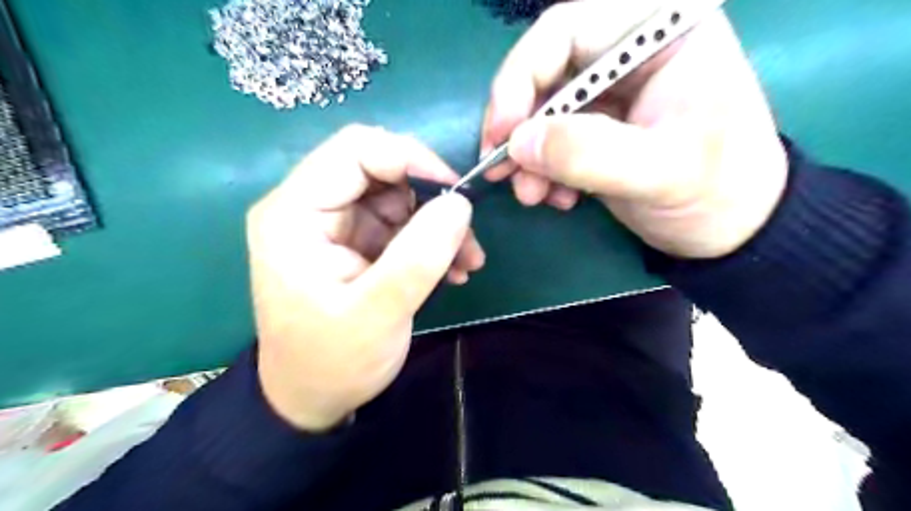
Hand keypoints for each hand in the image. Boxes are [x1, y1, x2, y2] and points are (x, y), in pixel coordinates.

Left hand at [243, 124, 482, 429]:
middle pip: (379, 169)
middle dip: (431, 198)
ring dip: (437, 223)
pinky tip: (452, 270)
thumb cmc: (333, 362)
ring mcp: (333, 225)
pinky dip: (429, 240)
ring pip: (397, 196)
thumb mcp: (378, 314)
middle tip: (467, 237)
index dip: (411, 159)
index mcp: (294, 214)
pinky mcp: (353, 242)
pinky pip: (399, 223)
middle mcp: (309, 207)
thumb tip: (460, 203)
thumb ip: (419, 256)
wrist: (312, 398)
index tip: (456, 193)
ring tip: (466, 262)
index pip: (355, 150)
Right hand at [484, 0, 790, 258]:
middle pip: (543, 71)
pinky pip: (549, 141)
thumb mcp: (662, 172)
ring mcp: (608, 94)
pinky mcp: (595, 130)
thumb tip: (518, 142)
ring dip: (525, 156)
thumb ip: (591, 153)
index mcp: (660, 32)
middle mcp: (627, 53)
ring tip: (531, 196)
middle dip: (518, 126)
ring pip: (540, 110)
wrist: (730, 229)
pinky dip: (541, 170)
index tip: (504, 132)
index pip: (566, 28)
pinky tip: (555, 198)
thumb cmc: (718, 191)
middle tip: (502, 171)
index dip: (521, 75)